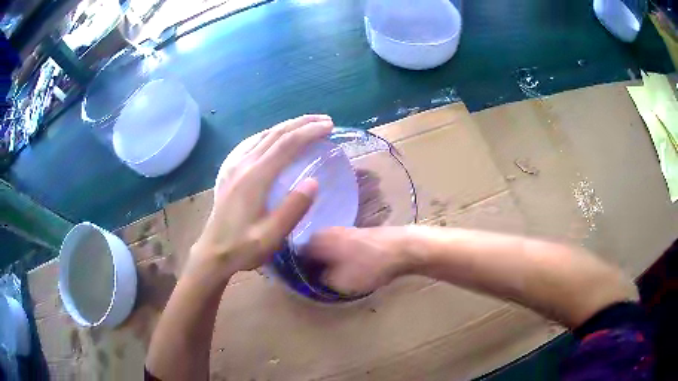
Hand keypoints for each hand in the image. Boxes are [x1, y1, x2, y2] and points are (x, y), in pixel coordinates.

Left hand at [188, 115, 333, 276]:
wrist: (213, 252)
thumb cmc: (243, 247)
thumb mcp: (271, 236)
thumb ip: (292, 209)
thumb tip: (314, 182)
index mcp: (255, 177)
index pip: (287, 144)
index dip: (310, 132)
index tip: (329, 127)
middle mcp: (244, 165)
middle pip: (276, 134)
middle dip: (302, 123)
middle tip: (325, 121)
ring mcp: (235, 166)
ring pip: (264, 136)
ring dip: (288, 127)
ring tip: (308, 125)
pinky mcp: (231, 171)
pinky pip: (254, 144)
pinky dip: (272, 135)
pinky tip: (276, 138)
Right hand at [305, 226, 412, 294]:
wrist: (401, 248)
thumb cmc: (367, 266)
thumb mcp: (338, 282)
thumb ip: (320, 281)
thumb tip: (315, 277)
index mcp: (316, 241)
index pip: (298, 256)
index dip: (300, 271)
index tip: (305, 283)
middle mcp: (326, 231)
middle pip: (313, 251)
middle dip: (315, 266)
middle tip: (321, 281)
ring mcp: (343, 229)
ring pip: (328, 249)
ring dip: (329, 262)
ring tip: (337, 277)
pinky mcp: (358, 232)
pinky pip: (341, 247)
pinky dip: (341, 257)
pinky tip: (351, 268)